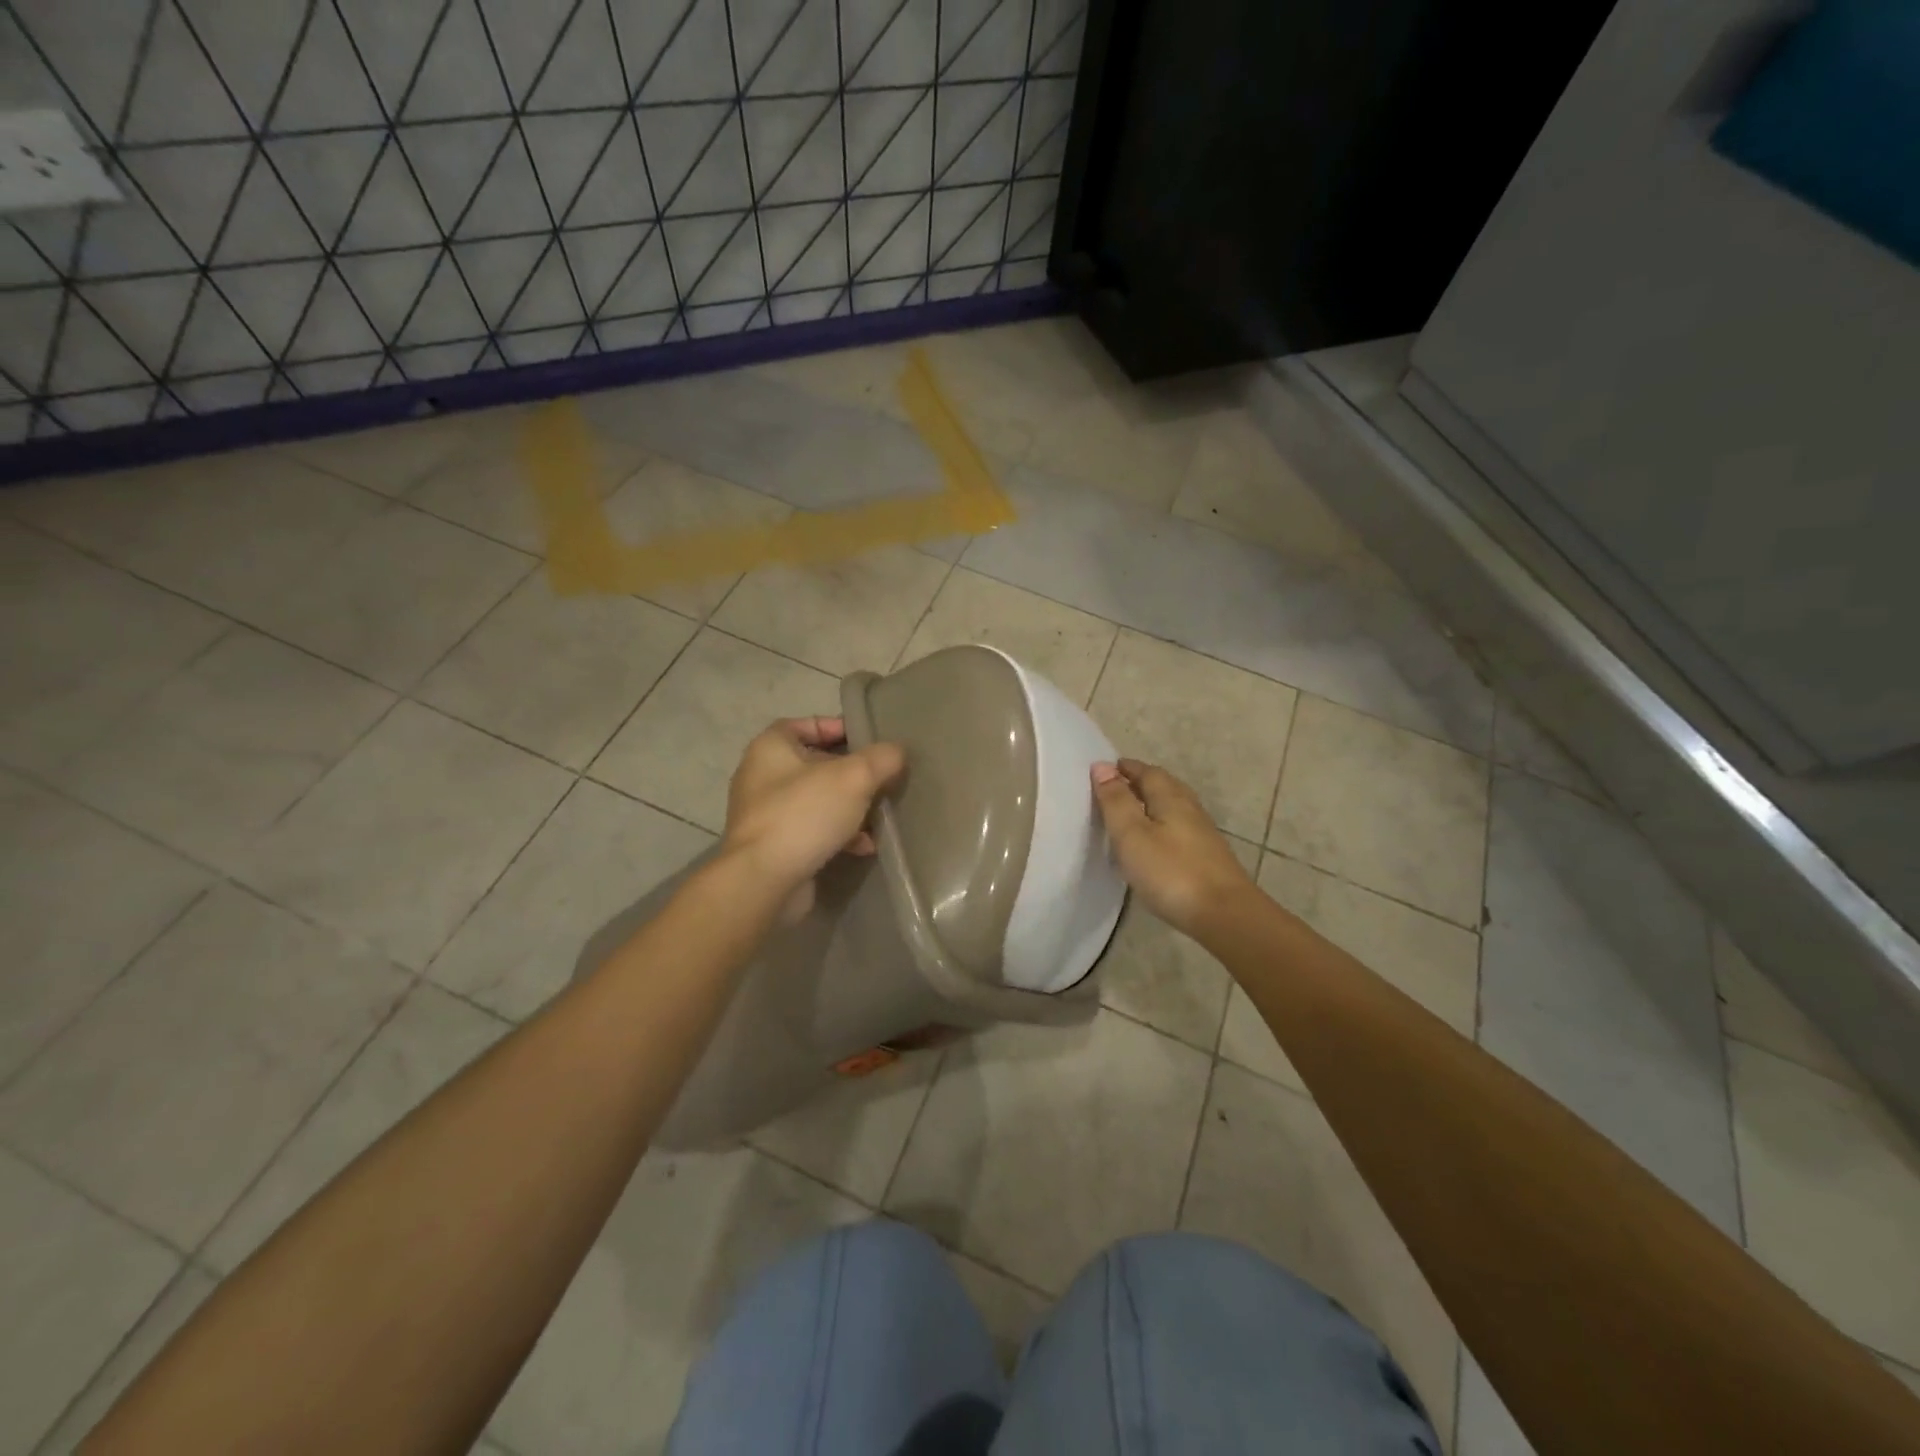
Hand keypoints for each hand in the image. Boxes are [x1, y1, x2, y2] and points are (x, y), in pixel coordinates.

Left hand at [722, 718, 905, 918]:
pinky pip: (812, 830)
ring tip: (879, 816)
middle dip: (852, 773)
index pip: (808, 724)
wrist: (764, 881)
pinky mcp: (774, 846)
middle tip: (882, 779)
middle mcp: (762, 776)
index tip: (870, 741)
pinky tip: (865, 846)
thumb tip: (897, 752)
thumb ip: (882, 758)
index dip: (839, 727)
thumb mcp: (855, 777)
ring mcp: (766, 814)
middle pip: (816, 764)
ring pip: (817, 800)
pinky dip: (838, 834)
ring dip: (849, 807)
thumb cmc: (805, 814)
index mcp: (771, 747)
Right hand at [1092, 758, 1255, 934]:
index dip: (1126, 768)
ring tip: (1129, 816)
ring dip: (1151, 805)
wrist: (1225, 914)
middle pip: (1163, 786)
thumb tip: (1102, 766)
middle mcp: (1189, 809)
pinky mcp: (1207, 858)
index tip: (1105, 769)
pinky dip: (1161, 827)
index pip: (1147, 772)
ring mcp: (1202, 834)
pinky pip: (1178, 830)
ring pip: (1173, 808)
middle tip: (1115, 789)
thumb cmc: (1170, 871)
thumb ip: (1116, 800)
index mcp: (1170, 797)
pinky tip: (1152, 845)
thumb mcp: (1132, 834)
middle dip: (1140, 783)